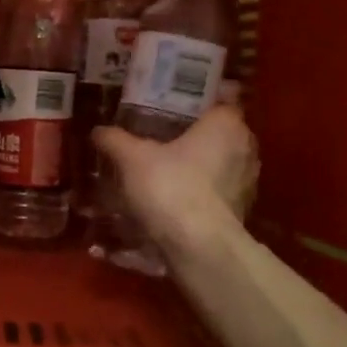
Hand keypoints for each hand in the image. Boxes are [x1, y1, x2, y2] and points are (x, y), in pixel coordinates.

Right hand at [92, 104, 257, 255]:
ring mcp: (248, 182)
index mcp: (227, 124)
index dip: (198, 102)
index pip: (221, 101)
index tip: (174, 107)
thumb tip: (98, 130)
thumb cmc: (171, 186)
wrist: (198, 245)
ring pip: (221, 164)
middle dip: (195, 136)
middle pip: (219, 134)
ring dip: (200, 166)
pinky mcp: (242, 211)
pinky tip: (176, 198)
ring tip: (167, 170)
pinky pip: (219, 192)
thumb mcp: (132, 159)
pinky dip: (202, 193)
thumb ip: (116, 140)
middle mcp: (246, 148)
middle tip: (163, 137)